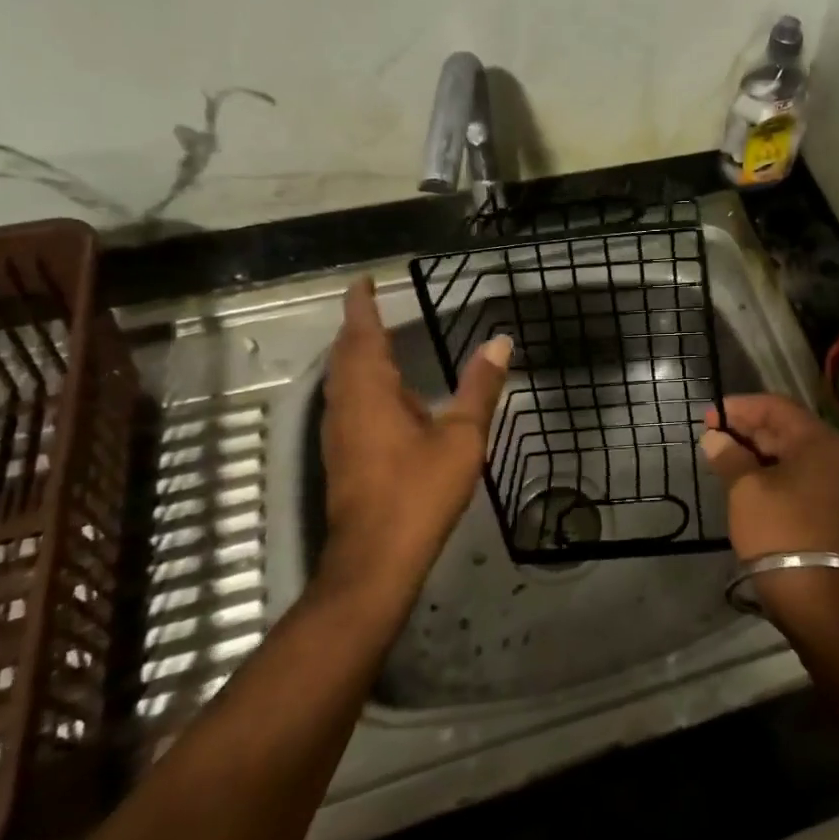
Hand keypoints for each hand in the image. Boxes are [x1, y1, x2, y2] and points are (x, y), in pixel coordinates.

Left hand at [319, 278, 510, 606]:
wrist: (376, 558)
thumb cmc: (418, 490)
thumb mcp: (461, 437)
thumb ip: (479, 387)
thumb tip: (500, 342)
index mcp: (370, 391)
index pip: (361, 333)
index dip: (361, 304)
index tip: (363, 281)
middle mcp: (346, 404)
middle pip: (345, 354)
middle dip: (356, 327)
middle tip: (371, 305)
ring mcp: (339, 432)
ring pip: (341, 379)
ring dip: (355, 354)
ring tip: (375, 340)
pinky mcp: (341, 455)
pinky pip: (346, 401)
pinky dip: (360, 382)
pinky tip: (382, 395)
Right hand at [699, 394, 838, 624]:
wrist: (818, 597)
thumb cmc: (780, 531)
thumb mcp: (746, 490)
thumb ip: (729, 456)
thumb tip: (714, 437)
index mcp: (818, 441)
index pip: (776, 406)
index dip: (740, 407)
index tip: (709, 415)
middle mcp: (833, 454)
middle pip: (785, 428)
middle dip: (746, 428)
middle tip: (710, 434)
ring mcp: (834, 482)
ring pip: (789, 453)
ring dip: (755, 450)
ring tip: (720, 454)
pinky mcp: (828, 506)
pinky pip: (795, 474)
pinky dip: (768, 470)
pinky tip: (742, 477)